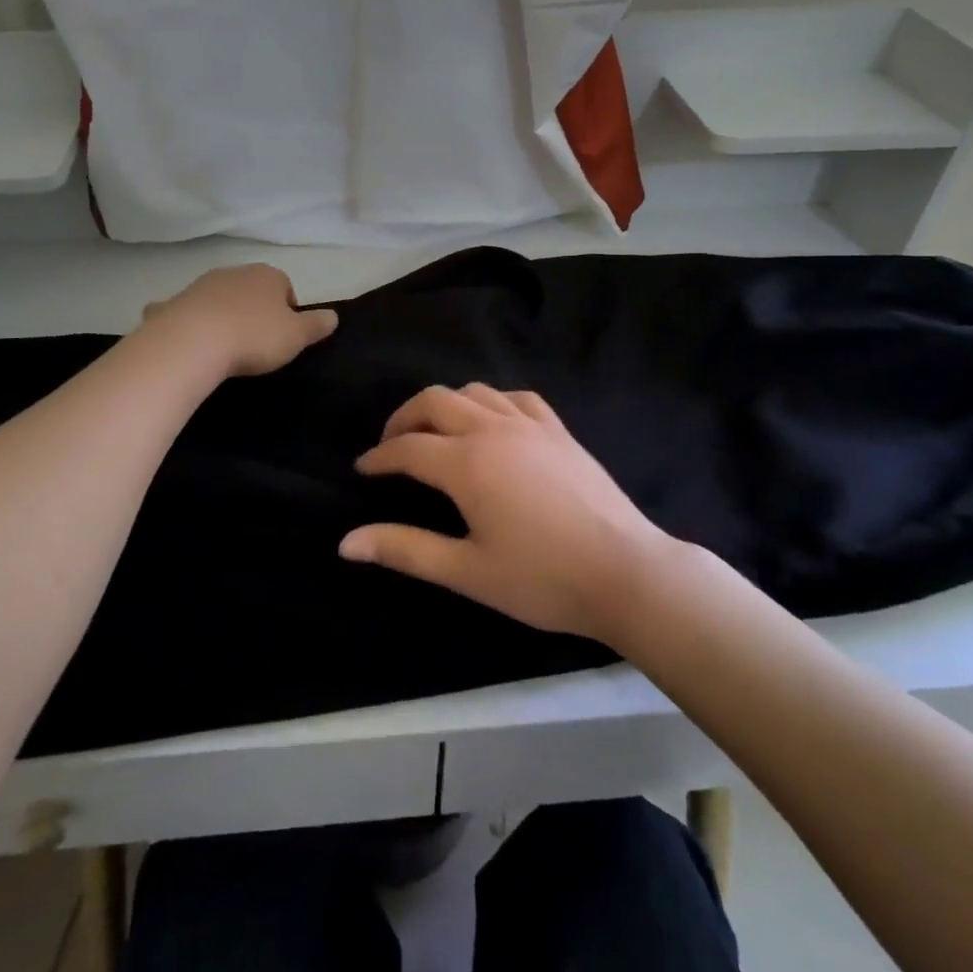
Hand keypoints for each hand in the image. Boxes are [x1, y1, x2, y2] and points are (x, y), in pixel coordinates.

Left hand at [141, 264, 338, 376]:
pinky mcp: (175, 302)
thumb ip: (316, 325)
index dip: (287, 312)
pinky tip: (192, 343)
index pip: (286, 287)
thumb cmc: (254, 336)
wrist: (192, 341)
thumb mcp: (296, 336)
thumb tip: (334, 316)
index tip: (283, 337)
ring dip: (224, 315)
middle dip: (255, 310)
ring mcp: (202, 285)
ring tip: (226, 347)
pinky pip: (188, 311)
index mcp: (268, 275)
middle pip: (252, 290)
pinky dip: (191, 322)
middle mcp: (235, 272)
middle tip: (257, 343)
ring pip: (220, 298)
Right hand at [340, 384, 675, 641]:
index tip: (362, 469)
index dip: (378, 457)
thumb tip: (346, 543)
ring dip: (445, 405)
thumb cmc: (541, 579)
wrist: (625, 572)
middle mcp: (492, 429)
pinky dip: (491, 402)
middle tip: (391, 446)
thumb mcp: (466, 572)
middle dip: (404, 418)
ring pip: (474, 392)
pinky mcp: (558, 430)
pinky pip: (515, 398)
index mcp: (466, 463)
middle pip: (434, 401)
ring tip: (436, 433)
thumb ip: (405, 550)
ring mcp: (530, 424)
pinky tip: (492, 423)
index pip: (407, 448)